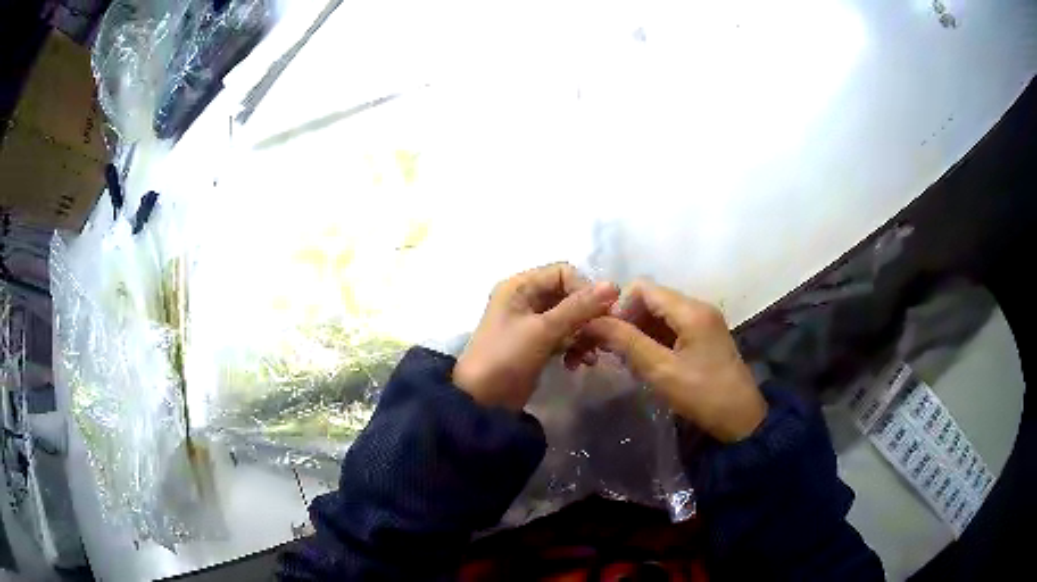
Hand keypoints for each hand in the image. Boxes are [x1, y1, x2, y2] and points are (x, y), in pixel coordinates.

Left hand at [454, 263, 619, 410]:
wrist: (482, 401)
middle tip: (604, 335)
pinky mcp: (537, 344)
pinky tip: (580, 363)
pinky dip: (574, 347)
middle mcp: (525, 299)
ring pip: (569, 318)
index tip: (603, 312)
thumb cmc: (507, 357)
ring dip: (584, 334)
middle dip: (587, 315)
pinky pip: (564, 336)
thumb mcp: (543, 330)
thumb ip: (578, 307)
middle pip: (568, 295)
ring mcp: (531, 323)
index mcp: (520, 286)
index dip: (584, 289)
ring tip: (591, 355)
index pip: (563, 273)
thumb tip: (614, 285)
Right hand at [582, 280, 766, 441]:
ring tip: (624, 358)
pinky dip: (652, 338)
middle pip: (650, 298)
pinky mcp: (703, 335)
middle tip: (610, 349)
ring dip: (638, 330)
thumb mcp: (661, 370)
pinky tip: (644, 361)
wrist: (741, 419)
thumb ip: (627, 342)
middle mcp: (697, 307)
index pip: (642, 288)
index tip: (604, 335)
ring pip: (658, 313)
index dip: (618, 306)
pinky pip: (670, 326)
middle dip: (626, 319)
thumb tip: (593, 322)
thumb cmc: (702, 395)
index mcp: (690, 310)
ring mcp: (702, 321)